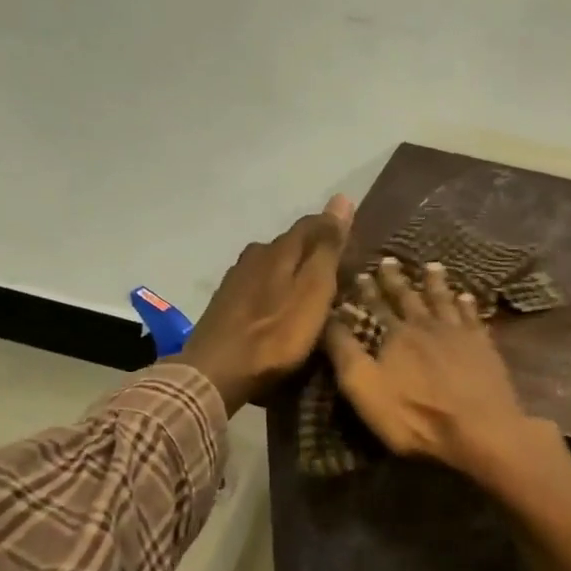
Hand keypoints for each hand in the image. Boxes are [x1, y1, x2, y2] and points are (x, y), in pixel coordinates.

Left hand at [174, 195, 352, 412]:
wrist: (216, 372)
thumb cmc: (275, 336)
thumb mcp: (313, 292)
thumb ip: (327, 249)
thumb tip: (341, 198)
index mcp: (279, 250)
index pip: (312, 225)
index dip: (334, 229)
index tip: (354, 242)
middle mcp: (255, 255)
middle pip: (291, 244)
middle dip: (313, 252)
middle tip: (338, 271)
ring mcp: (236, 279)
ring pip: (272, 264)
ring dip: (292, 272)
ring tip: (311, 291)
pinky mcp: (225, 303)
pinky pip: (258, 285)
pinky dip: (275, 290)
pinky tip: (280, 307)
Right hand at [323, 256, 543, 478]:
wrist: (479, 428)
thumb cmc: (415, 415)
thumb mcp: (364, 388)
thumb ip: (345, 352)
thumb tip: (328, 318)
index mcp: (396, 335)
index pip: (377, 306)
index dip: (368, 291)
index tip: (362, 273)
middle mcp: (427, 325)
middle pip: (409, 297)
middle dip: (397, 279)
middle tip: (390, 260)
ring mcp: (459, 334)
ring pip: (444, 300)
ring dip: (435, 283)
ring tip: (432, 266)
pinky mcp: (484, 347)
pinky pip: (473, 317)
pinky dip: (467, 304)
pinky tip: (466, 297)